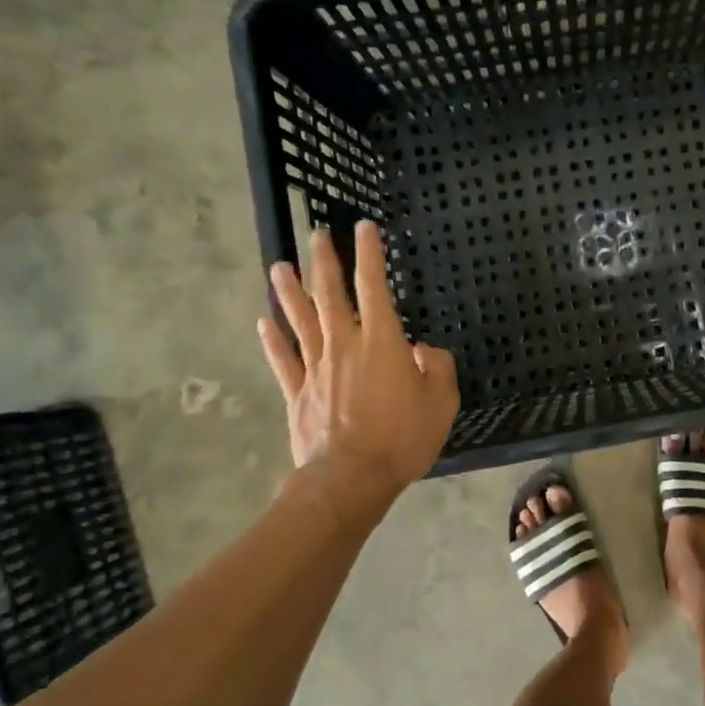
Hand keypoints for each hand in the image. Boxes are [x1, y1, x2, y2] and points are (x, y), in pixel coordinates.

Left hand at [257, 222, 459, 491]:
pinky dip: (272, 340)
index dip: (369, 255)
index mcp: (382, 343)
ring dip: (290, 292)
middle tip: (316, 235)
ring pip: (300, 321)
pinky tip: (263, 322)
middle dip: (325, 263)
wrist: (351, 478)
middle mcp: (345, 346)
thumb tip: (424, 349)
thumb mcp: (442, 402)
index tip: (363, 228)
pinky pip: (283, 360)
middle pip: (330, 296)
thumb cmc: (403, 438)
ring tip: (279, 265)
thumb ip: (438, 367)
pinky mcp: (298, 394)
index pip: (374, 287)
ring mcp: (316, 369)